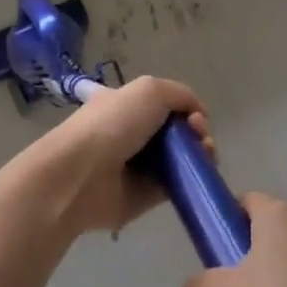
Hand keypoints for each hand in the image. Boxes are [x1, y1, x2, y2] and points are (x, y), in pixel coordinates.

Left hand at [32, 75, 214, 236]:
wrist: (82, 174)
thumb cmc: (112, 124)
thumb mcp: (149, 90)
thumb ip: (181, 95)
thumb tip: (198, 115)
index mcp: (127, 105)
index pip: (165, 104)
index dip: (186, 108)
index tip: (194, 117)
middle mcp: (134, 134)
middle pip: (178, 132)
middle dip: (197, 131)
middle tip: (200, 137)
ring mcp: (142, 166)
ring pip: (182, 157)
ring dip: (201, 153)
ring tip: (204, 154)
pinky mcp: (148, 196)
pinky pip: (178, 184)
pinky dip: (194, 179)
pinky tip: (201, 173)